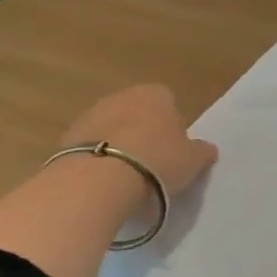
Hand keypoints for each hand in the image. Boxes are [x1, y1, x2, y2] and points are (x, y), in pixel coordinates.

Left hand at [56, 84, 218, 204]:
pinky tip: (104, 181)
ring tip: (126, 177)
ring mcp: (91, 114)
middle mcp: (122, 96)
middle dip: (143, 132)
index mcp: (155, 94)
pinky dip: (98, 158)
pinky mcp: (68, 137)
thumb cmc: (157, 161)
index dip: (172, 125)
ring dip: (118, 145)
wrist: (100, 177)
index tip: (174, 150)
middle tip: (152, 164)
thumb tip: (207, 148)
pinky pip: (91, 146)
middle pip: (137, 112)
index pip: (168, 101)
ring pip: (112, 128)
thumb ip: (201, 151)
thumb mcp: (192, 160)